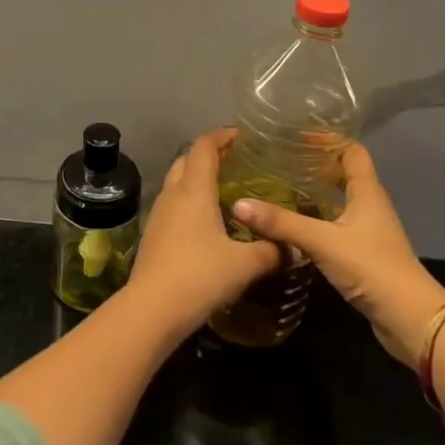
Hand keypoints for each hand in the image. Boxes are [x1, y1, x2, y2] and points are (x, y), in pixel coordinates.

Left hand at [127, 129, 281, 335]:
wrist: (152, 307)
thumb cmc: (200, 275)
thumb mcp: (244, 264)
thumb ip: (270, 251)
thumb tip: (292, 248)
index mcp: (194, 189)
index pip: (204, 146)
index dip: (222, 136)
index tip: (242, 136)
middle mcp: (173, 194)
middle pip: (186, 160)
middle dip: (209, 155)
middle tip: (235, 163)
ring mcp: (159, 214)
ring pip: (177, 182)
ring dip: (196, 179)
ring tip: (224, 192)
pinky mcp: (153, 234)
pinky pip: (173, 206)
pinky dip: (189, 202)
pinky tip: (207, 223)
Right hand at [231, 141, 444, 365]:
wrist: (410, 319)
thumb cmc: (372, 268)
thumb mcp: (323, 241)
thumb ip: (282, 223)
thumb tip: (239, 204)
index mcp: (367, 192)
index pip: (351, 151)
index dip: (328, 140)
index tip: (296, 135)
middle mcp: (370, 206)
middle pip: (344, 174)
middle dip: (315, 165)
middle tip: (280, 160)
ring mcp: (368, 231)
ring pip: (339, 201)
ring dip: (314, 193)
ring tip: (279, 187)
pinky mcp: (363, 254)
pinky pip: (335, 225)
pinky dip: (315, 219)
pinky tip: (292, 225)